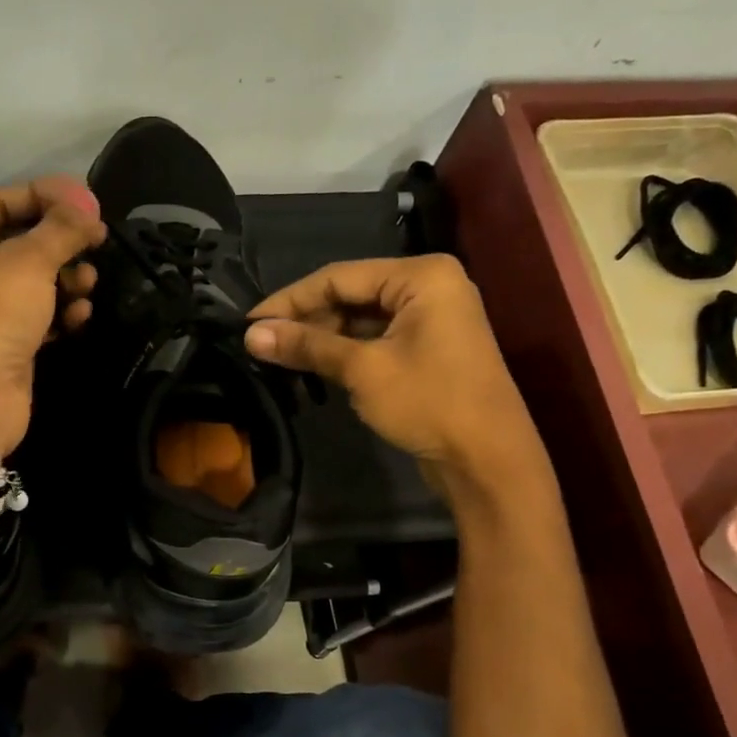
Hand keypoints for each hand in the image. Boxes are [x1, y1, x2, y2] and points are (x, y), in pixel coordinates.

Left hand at [0, 175, 105, 458]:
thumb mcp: (27, 262)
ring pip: (33, 280)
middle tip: (97, 243)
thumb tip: (88, 211)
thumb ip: (61, 229)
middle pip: (20, 240)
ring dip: (66, 279)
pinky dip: (60, 312)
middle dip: (60, 243)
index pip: (0, 200)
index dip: (46, 196)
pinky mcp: (4, 343)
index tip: (89, 204)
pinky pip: (38, 315)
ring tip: (87, 285)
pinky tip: (79, 316)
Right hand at [244, 255, 550, 498]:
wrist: (488, 460)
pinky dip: (343, 350)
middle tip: (261, 343)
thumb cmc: (429, 403)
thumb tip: (250, 335)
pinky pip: (375, 338)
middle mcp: (428, 286)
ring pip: (360, 318)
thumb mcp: (362, 370)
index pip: (339, 276)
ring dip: (321, 336)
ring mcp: (430, 318)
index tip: (248, 323)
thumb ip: (307, 346)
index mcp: (421, 276)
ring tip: (279, 356)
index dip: (290, 300)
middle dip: (306, 319)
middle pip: (350, 293)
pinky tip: (312, 365)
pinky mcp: (427, 347)